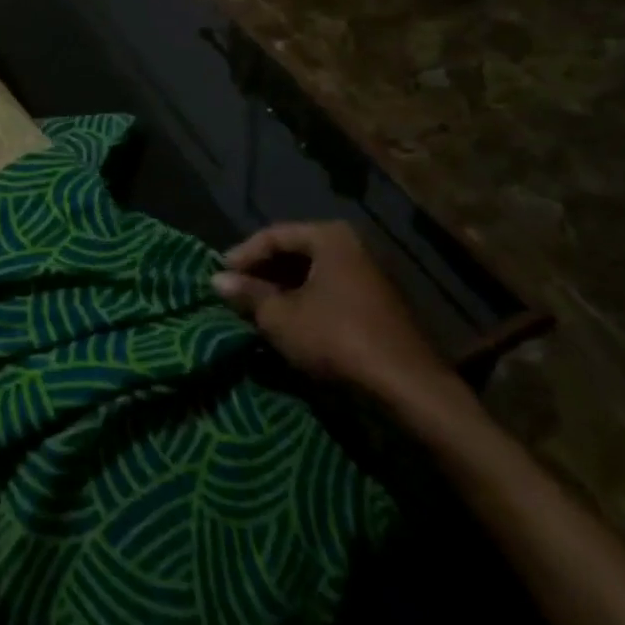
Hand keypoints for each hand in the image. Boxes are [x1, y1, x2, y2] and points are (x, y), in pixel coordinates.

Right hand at [212, 221, 459, 409]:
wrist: (408, 389)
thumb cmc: (337, 338)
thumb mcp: (280, 317)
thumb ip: (247, 294)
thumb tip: (216, 280)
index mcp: (329, 237)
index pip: (273, 235)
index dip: (243, 255)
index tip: (220, 276)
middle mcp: (352, 247)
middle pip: (294, 253)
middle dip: (262, 273)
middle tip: (236, 292)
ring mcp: (369, 277)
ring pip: (312, 276)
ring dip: (282, 291)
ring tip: (256, 310)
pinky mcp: (377, 307)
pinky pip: (330, 294)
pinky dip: (305, 304)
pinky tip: (288, 324)